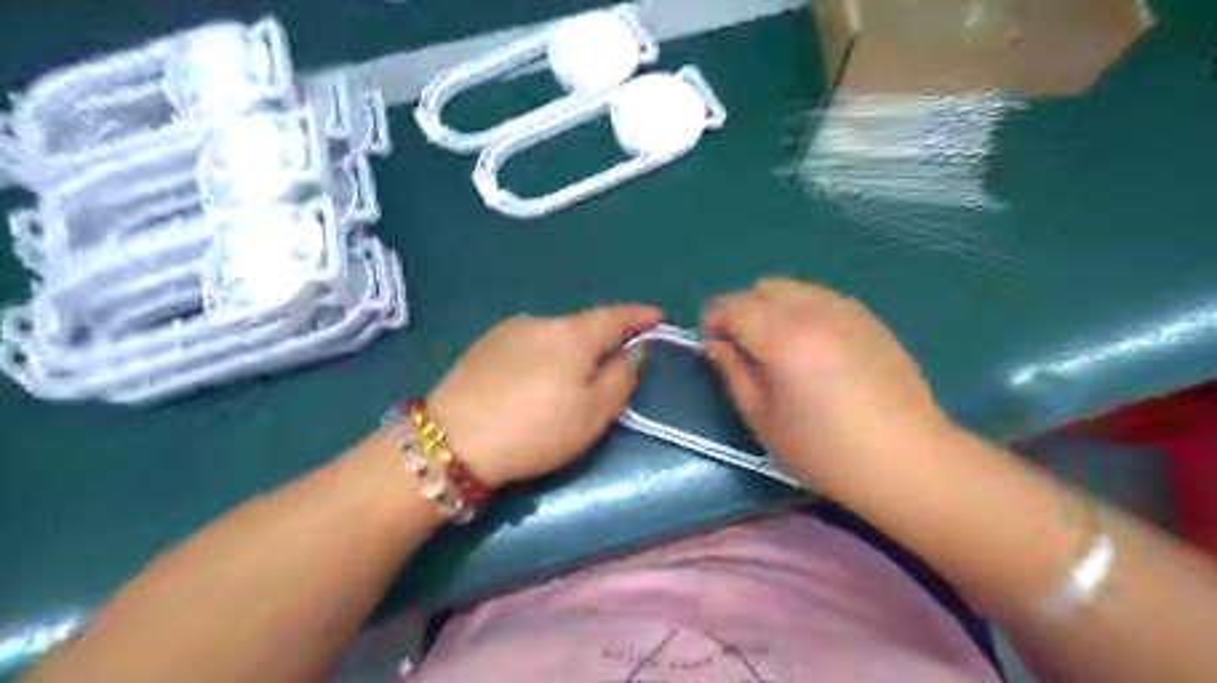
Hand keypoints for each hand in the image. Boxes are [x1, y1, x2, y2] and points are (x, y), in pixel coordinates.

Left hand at [425, 301, 662, 486]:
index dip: (641, 316)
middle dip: (602, 340)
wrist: (452, 441)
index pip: (616, 315)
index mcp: (573, 335)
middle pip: (583, 325)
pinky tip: (531, 383)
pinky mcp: (483, 344)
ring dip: (569, 350)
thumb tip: (632, 352)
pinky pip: (528, 343)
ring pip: (553, 335)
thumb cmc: (535, 431)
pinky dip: (542, 355)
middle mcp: (542, 321)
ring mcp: (508, 330)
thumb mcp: (593, 415)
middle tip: (611, 367)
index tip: (658, 318)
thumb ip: (621, 378)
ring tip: (565, 383)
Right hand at [700, 280, 945, 492]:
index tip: (711, 345)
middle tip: (744, 347)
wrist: (907, 461)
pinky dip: (805, 310)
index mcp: (783, 336)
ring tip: (779, 346)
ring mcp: (847, 311)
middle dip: (744, 309)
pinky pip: (824, 298)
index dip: (713, 320)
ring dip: (775, 307)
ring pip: (795, 288)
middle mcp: (814, 311)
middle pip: (764, 287)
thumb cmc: (825, 451)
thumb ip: (733, 374)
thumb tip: (716, 346)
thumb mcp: (763, 420)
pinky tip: (815, 346)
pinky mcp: (871, 320)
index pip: (733, 305)